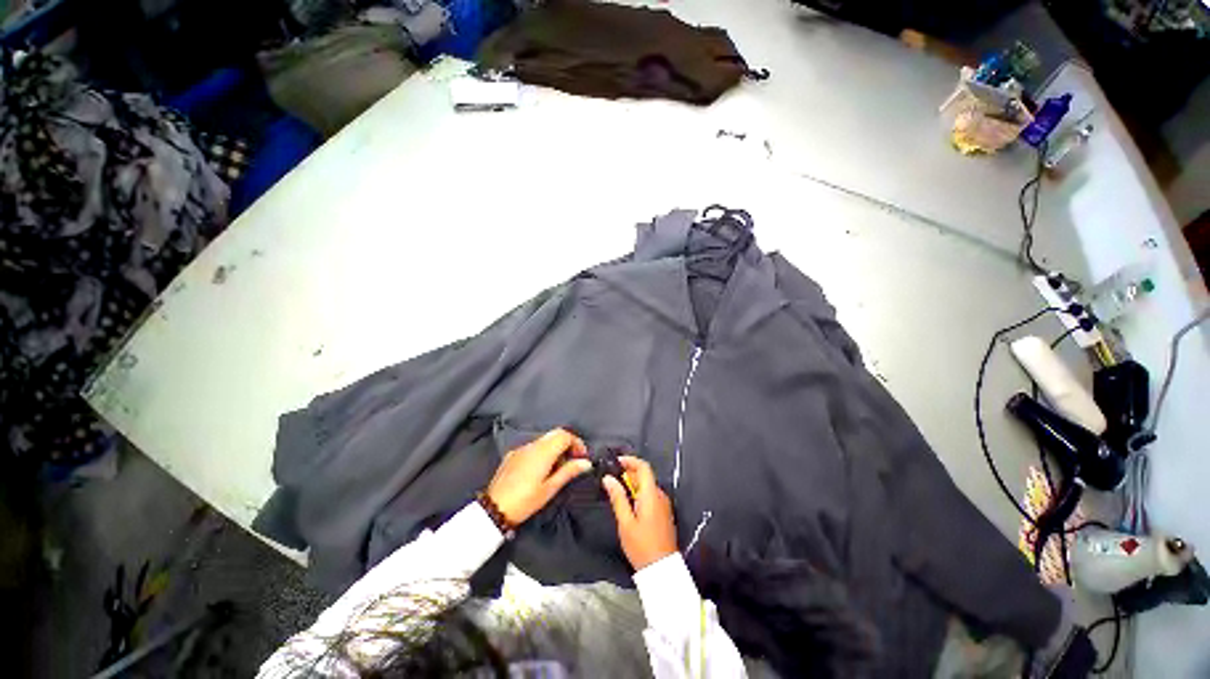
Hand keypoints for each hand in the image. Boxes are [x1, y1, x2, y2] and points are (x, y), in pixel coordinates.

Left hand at [486, 428, 591, 524]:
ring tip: (558, 468)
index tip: (582, 457)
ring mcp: (521, 448)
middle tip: (573, 460)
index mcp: (543, 451)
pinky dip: (543, 452)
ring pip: (544, 439)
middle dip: (568, 443)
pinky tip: (541, 469)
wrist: (494, 509)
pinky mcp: (513, 455)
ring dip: (555, 447)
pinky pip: (533, 446)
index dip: (577, 443)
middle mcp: (532, 445)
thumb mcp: (550, 489)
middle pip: (555, 434)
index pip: (565, 435)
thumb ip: (569, 472)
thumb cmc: (525, 501)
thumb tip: (586, 463)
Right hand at [602, 456, 677, 570]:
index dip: (630, 461)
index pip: (643, 467)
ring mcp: (664, 504)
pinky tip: (628, 505)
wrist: (662, 570)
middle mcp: (660, 495)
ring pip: (647, 486)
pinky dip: (639, 494)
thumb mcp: (625, 522)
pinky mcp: (664, 513)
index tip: (616, 462)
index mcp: (651, 494)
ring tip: (617, 493)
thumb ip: (618, 498)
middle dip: (628, 474)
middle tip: (611, 480)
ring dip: (633, 485)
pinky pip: (650, 496)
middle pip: (645, 476)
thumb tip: (608, 479)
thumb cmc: (642, 546)